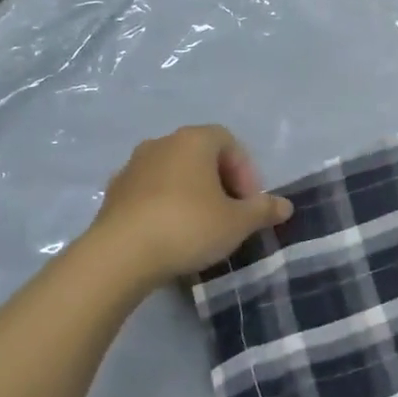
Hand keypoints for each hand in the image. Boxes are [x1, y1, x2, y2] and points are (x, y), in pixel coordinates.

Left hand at [80, 125, 291, 288]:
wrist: (119, 256)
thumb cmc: (188, 227)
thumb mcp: (238, 222)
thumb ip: (263, 210)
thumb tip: (285, 206)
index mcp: (194, 140)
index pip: (229, 142)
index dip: (245, 170)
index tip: (248, 202)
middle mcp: (161, 144)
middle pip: (200, 155)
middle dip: (219, 181)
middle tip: (229, 213)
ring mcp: (132, 167)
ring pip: (173, 173)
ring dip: (190, 193)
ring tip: (200, 226)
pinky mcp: (112, 193)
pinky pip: (149, 192)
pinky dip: (163, 205)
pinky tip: (169, 234)